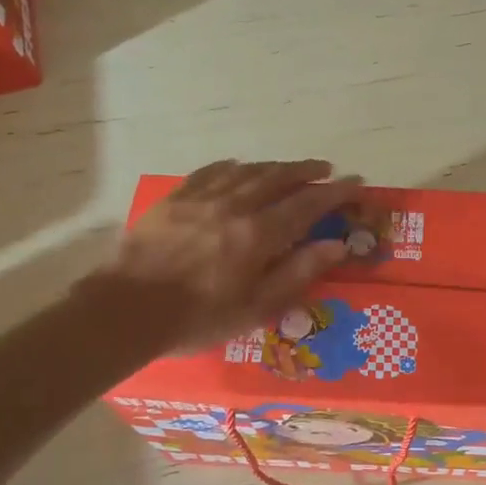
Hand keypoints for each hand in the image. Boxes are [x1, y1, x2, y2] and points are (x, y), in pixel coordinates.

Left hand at [101, 159, 359, 351]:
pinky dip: (233, 167)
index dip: (336, 192)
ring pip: (249, 170)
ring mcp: (203, 197)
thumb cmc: (199, 317)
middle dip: (308, 171)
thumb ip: (298, 272)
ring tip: (290, 169)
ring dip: (275, 167)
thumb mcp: (257, 306)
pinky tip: (239, 168)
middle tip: (327, 169)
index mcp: (259, 233)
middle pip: (280, 177)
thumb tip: (337, 245)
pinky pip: (212, 172)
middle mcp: (236, 205)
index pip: (308, 204)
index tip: (357, 183)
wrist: (128, 309)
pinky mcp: (176, 197)